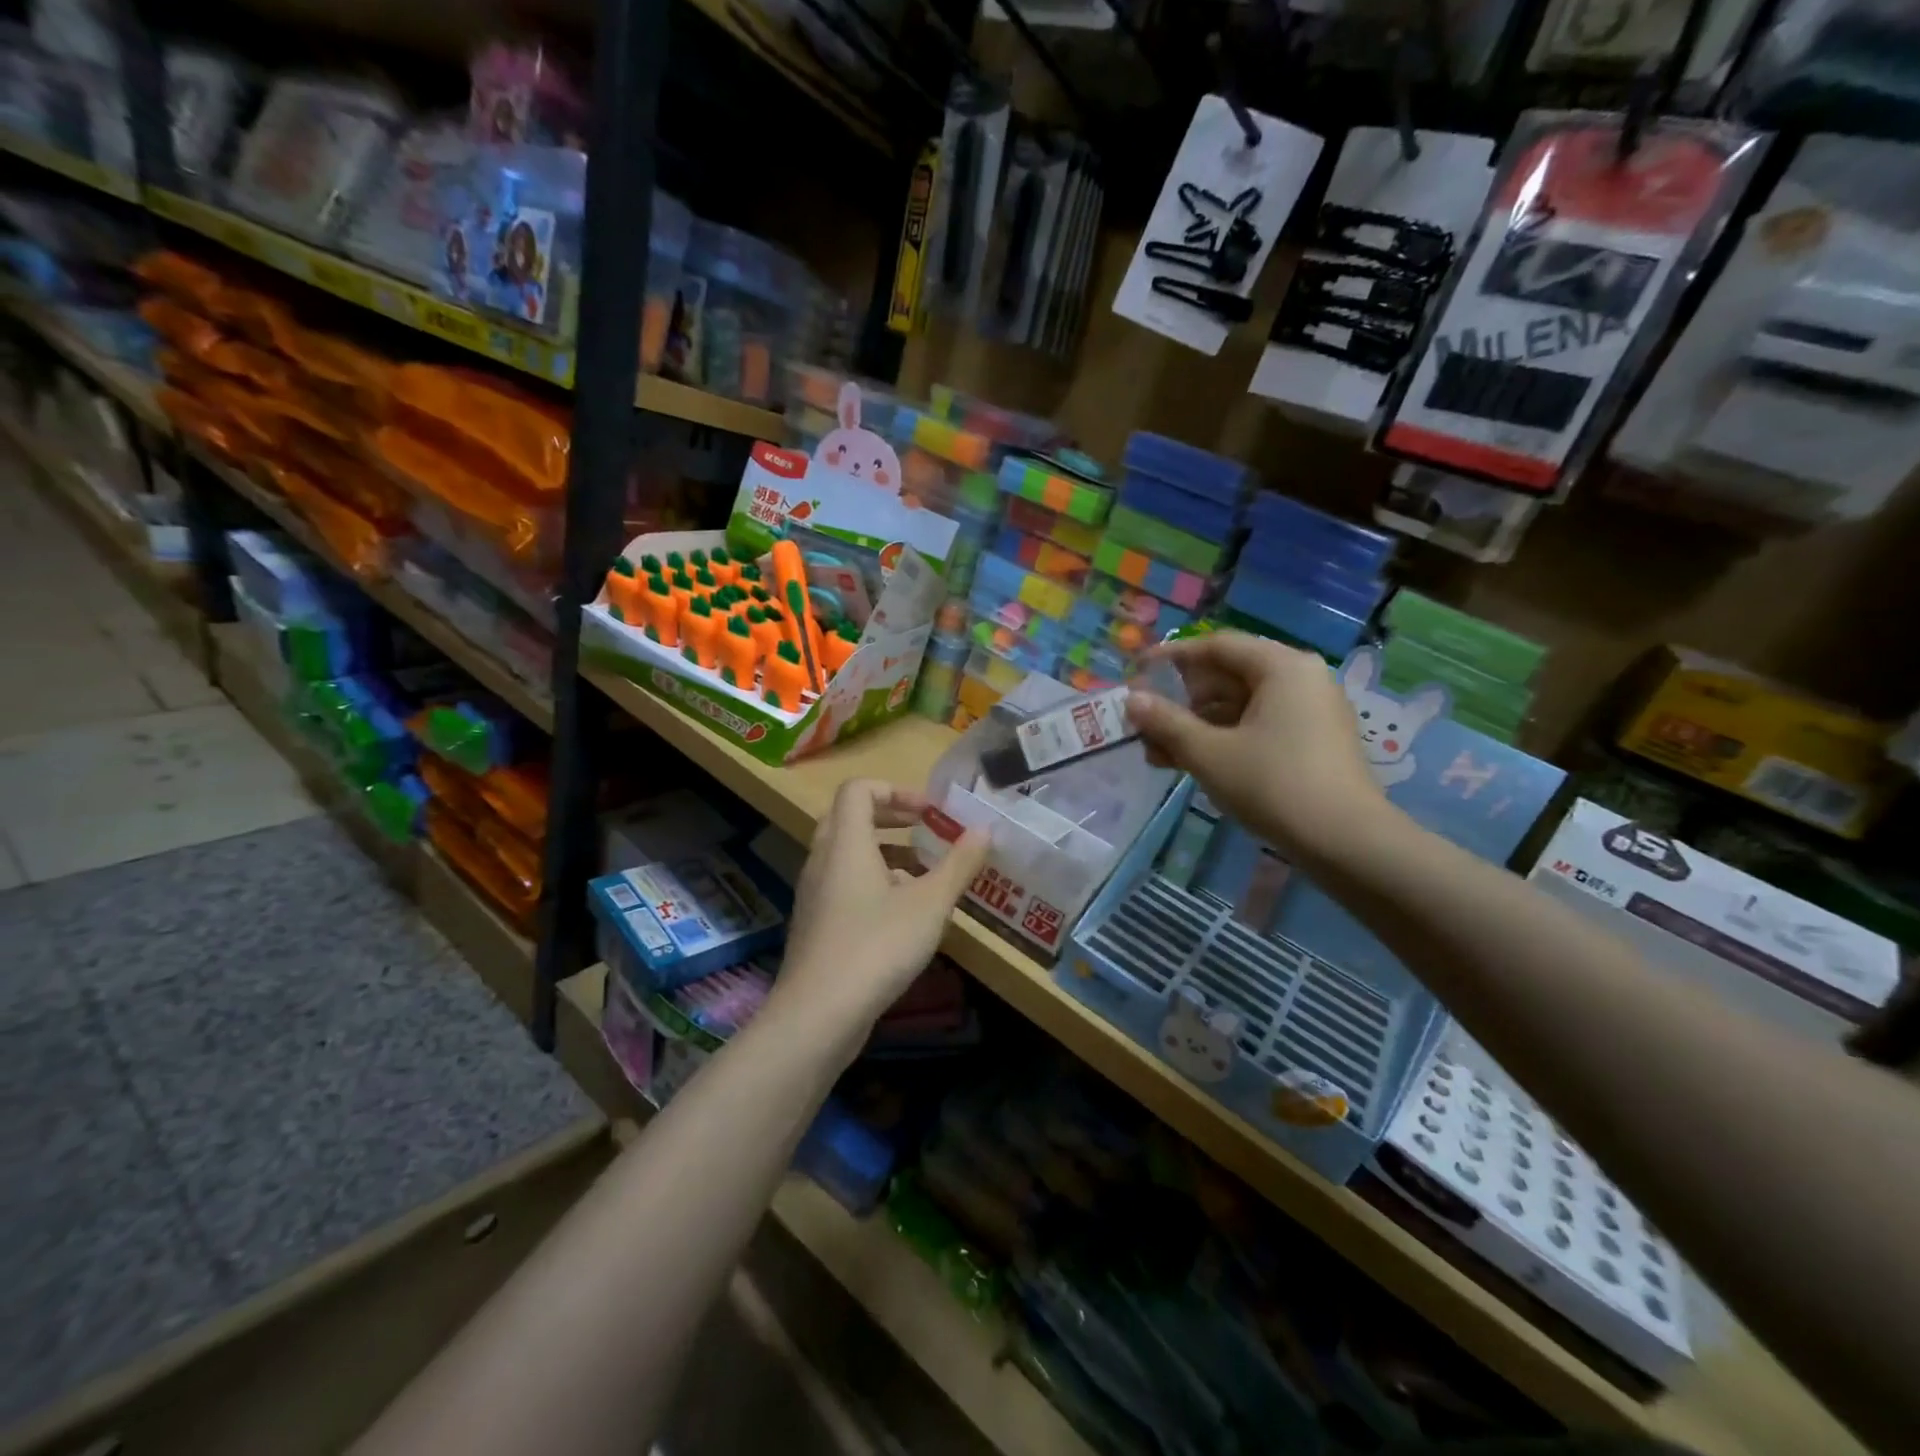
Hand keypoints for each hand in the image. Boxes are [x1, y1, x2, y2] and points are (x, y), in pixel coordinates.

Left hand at [772, 780, 989, 1049]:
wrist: (818, 1014)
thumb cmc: (877, 946)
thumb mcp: (930, 904)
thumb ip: (958, 864)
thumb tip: (984, 830)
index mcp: (845, 843)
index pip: (858, 789)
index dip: (896, 790)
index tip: (930, 813)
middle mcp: (822, 860)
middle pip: (849, 817)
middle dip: (891, 818)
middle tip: (926, 832)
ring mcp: (814, 894)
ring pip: (847, 855)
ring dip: (885, 854)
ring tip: (924, 876)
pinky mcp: (815, 925)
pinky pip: (843, 885)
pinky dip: (872, 884)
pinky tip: (903, 916)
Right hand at [1126, 632, 1388, 863]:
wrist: (1346, 843)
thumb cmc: (1273, 784)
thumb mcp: (1208, 753)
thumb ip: (1166, 722)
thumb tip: (1132, 699)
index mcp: (1282, 666)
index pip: (1217, 646)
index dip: (1171, 658)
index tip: (1136, 673)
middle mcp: (1301, 678)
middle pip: (1228, 676)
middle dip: (1180, 701)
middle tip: (1144, 724)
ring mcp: (1311, 712)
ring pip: (1240, 706)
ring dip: (1196, 726)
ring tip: (1157, 754)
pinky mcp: (1313, 742)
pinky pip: (1258, 726)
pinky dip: (1223, 739)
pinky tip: (1190, 764)